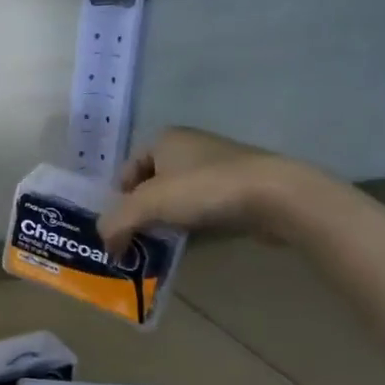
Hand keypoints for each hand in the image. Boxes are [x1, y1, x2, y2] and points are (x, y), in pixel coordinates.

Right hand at [98, 127, 308, 250]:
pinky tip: (198, 239)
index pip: (126, 169)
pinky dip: (198, 221)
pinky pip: (208, 205)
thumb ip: (116, 224)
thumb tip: (107, 246)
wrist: (277, 197)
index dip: (119, 198)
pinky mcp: (244, 186)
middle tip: (140, 236)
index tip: (121, 224)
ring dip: (171, 217)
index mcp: (164, 138)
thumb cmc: (203, 189)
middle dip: (144, 209)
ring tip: (167, 242)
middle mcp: (190, 145)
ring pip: (181, 195)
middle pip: (153, 182)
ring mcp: (220, 165)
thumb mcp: (146, 205)